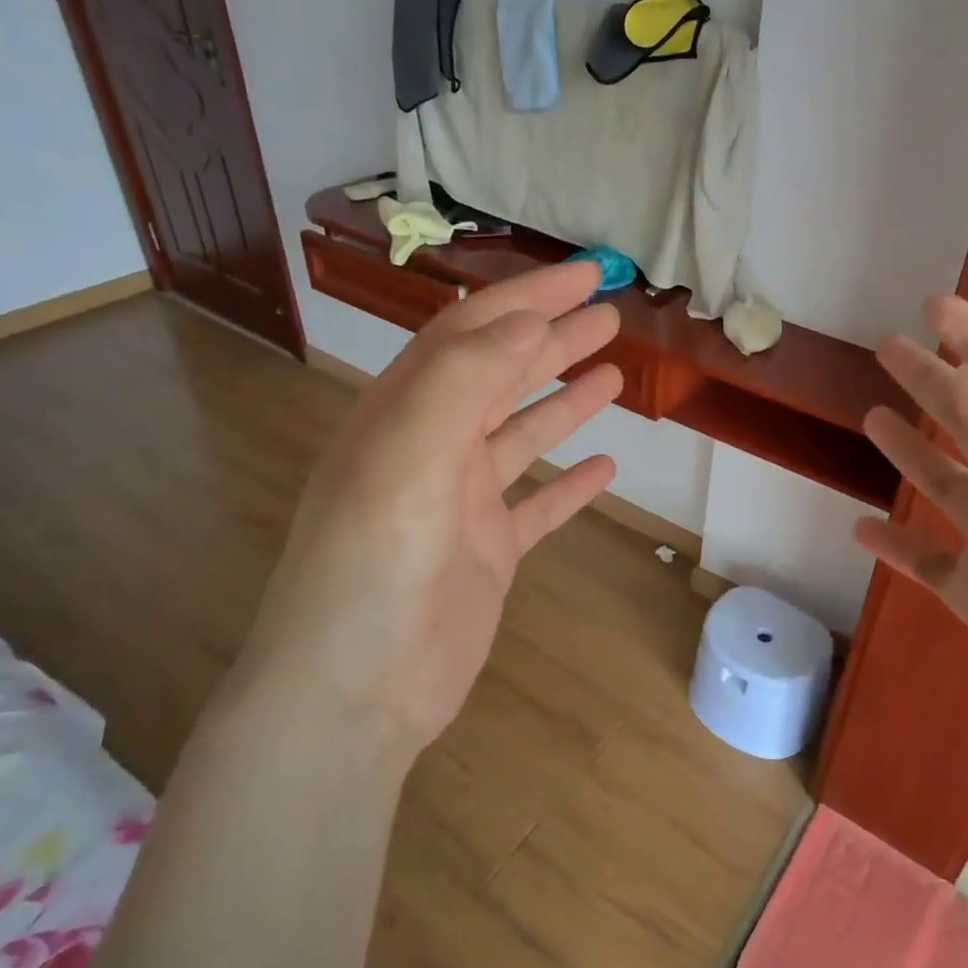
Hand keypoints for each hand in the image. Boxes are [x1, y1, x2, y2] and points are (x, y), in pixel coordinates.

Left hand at [230, 262, 623, 753]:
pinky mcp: (487, 554)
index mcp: (404, 415)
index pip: (471, 335)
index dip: (528, 299)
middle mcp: (430, 449)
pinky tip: (606, 467)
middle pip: (500, 377)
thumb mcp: (407, 457)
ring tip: (614, 373)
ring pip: (521, 435)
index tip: (585, 275)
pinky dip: (569, 484)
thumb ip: (462, 382)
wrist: (354, 692)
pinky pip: (536, 506)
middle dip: (553, 340)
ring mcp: (461, 504)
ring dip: (564, 402)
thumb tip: (525, 322)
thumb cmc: (373, 566)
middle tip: (610, 315)